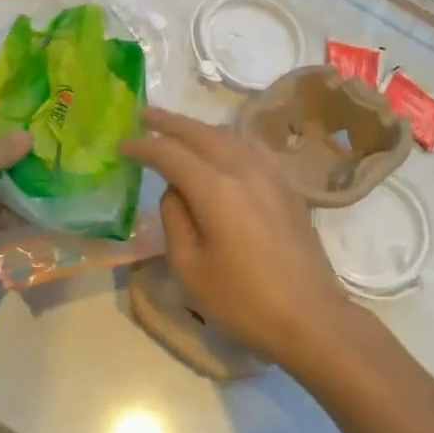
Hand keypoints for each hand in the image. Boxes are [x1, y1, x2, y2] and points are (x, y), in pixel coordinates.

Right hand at [120, 108, 352, 370]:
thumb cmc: (243, 301)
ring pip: (228, 136)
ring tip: (178, 129)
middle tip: (144, 114)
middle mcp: (243, 169)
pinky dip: (227, 139)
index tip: (121, 145)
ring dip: (198, 128)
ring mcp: (270, 174)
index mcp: (215, 189)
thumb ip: (175, 218)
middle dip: (169, 122)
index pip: (170, 153)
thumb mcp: (190, 267)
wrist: (312, 318)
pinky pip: (251, 147)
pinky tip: (223, 146)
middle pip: (200, 133)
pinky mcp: (287, 185)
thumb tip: (175, 190)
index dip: (143, 146)